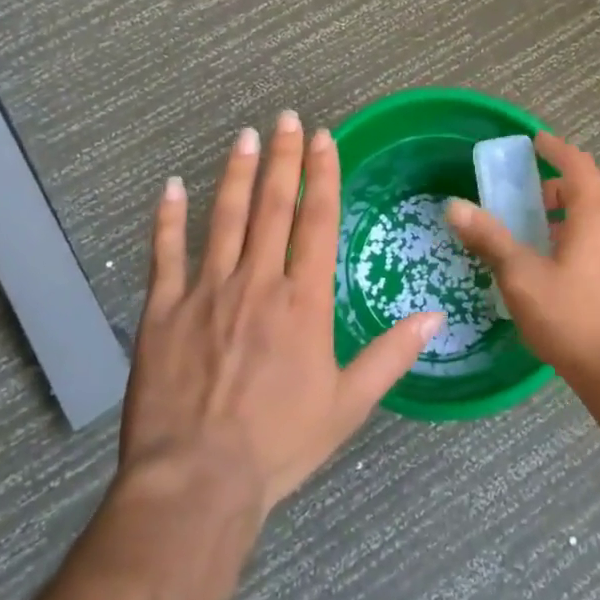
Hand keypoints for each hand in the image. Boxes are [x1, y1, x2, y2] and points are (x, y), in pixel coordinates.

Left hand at [121, 112, 440, 513]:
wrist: (197, 481)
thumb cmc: (280, 443)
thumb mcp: (348, 405)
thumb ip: (391, 355)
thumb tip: (435, 317)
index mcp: (303, 301)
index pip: (316, 222)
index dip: (322, 175)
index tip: (324, 139)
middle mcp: (257, 282)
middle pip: (273, 207)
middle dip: (283, 158)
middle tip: (286, 118)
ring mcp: (206, 292)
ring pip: (224, 218)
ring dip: (237, 174)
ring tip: (246, 136)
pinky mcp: (163, 311)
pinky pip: (165, 254)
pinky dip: (168, 219)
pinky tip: (172, 187)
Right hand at [446, 131, 599, 395]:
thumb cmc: (570, 316)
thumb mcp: (521, 275)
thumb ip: (489, 237)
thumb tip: (454, 206)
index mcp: (597, 212)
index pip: (578, 164)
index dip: (556, 149)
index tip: (535, 142)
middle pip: (593, 185)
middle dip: (563, 181)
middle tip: (531, 189)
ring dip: (575, 206)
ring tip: (542, 223)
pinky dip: (587, 228)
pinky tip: (563, 256)